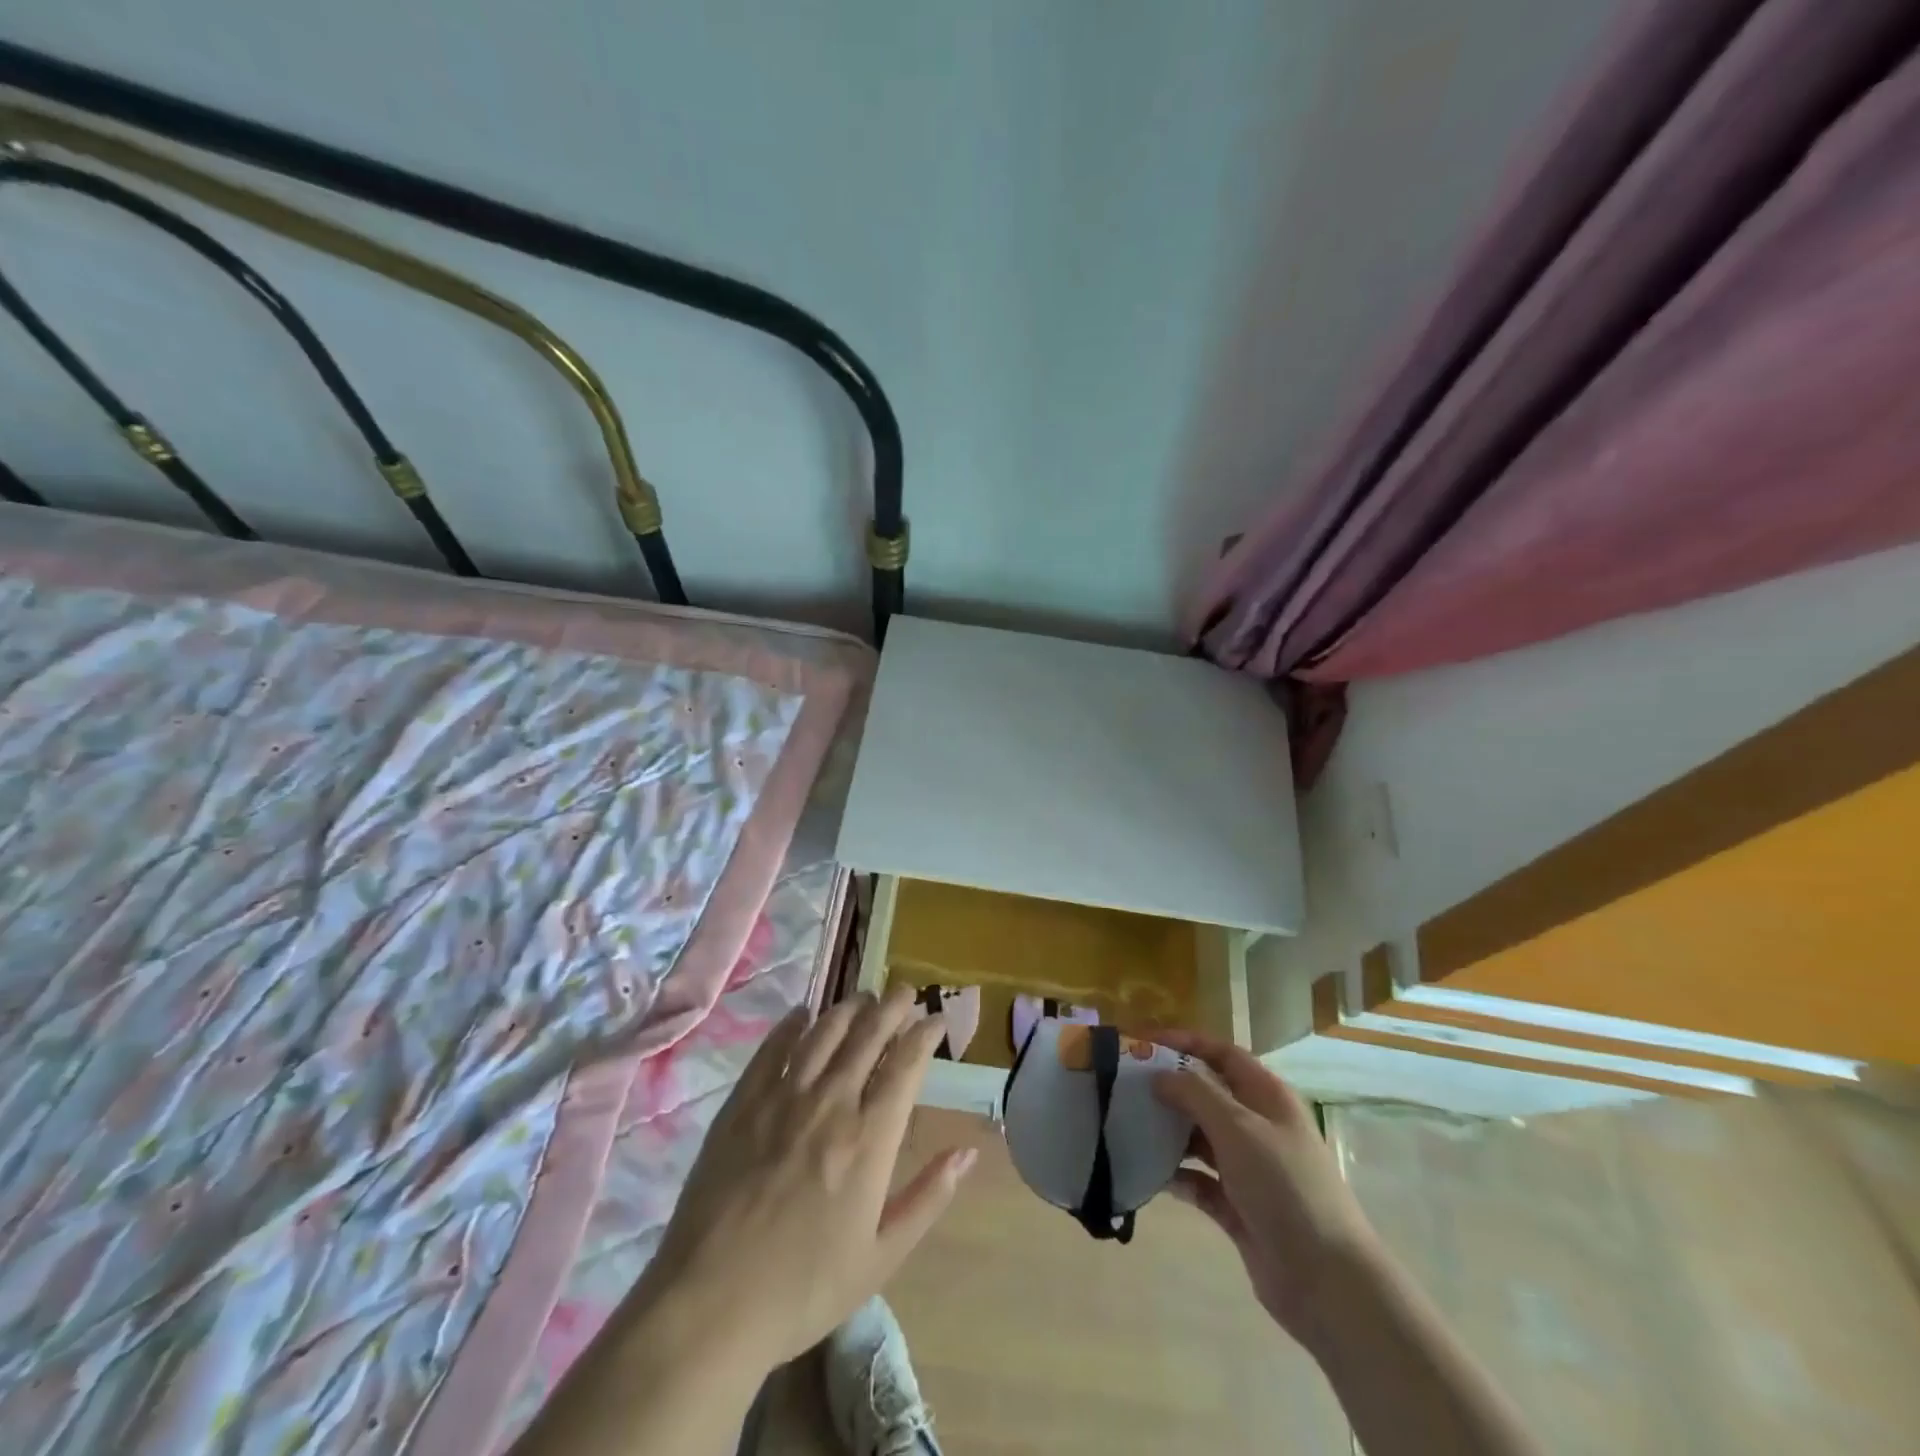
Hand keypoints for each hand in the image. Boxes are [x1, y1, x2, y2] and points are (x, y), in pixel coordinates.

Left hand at [637, 984, 976, 1381]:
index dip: (925, 1034)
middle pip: (867, 1035)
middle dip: (891, 1007)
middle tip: (904, 991)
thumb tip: (968, 1151)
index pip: (906, 1065)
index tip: (937, 1019)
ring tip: (863, 997)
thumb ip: (929, 1197)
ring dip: (848, 1008)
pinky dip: (791, 1025)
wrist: (710, 1305)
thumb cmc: (805, 1288)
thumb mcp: (882, 1256)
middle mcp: (830, 1103)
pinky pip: (772, 1049)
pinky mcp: (742, 1103)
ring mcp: (782, 1098)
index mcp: (869, 1139)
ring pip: (823, 1032)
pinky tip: (801, 1014)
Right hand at [1150, 1029, 1381, 1344]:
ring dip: (1169, 1132)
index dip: (1185, 1043)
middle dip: (1170, 1088)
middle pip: (1207, 1094)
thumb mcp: (1238, 1128)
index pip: (1222, 1053)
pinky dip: (1177, 1175)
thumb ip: (1195, 1094)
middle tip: (1126, 1087)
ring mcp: (1249, 1168)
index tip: (1143, 1044)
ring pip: (1200, 1137)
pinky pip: (1199, 1181)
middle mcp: (1258, 1126)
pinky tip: (1150, 1175)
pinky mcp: (1238, 1207)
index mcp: (1267, 1096)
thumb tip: (1160, 1075)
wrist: (1327, 1281)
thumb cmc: (1285, 1187)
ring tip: (1129, 1128)